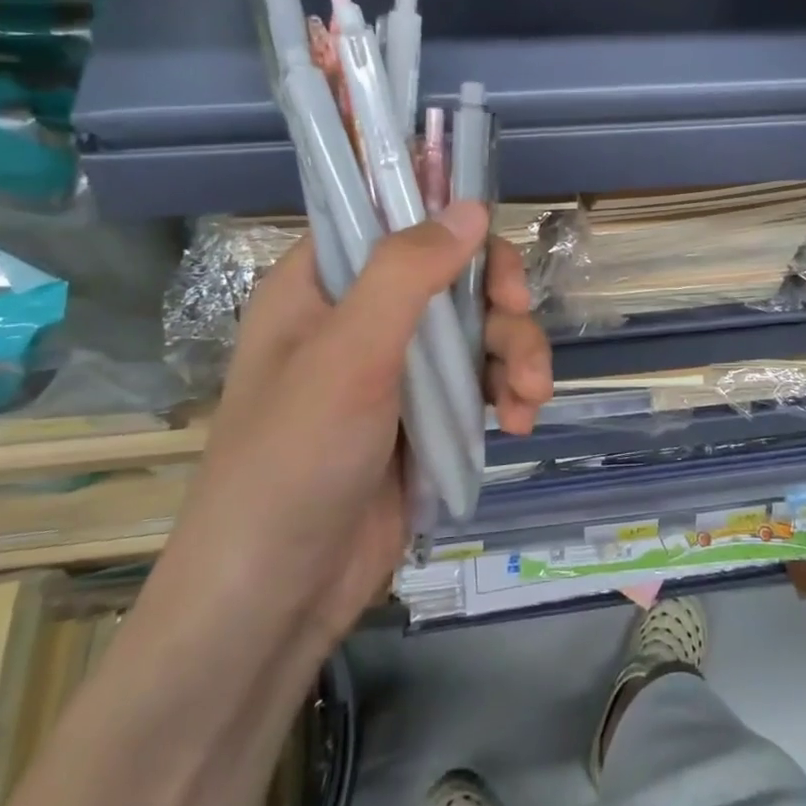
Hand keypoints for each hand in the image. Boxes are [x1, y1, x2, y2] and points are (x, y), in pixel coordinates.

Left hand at [155, 201, 551, 651]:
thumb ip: (407, 272)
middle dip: (497, 300)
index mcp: (322, 285)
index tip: (487, 253)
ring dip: (515, 353)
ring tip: (528, 398)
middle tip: (518, 319)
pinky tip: (519, 421)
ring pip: (478, 328)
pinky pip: (481, 380)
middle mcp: (360, 317)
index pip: (392, 219)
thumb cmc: (294, 461)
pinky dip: (508, 392)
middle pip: (451, 273)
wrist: (277, 599)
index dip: (447, 223)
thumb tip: (472, 206)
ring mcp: (396, 369)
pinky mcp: (425, 416)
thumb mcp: (348, 355)